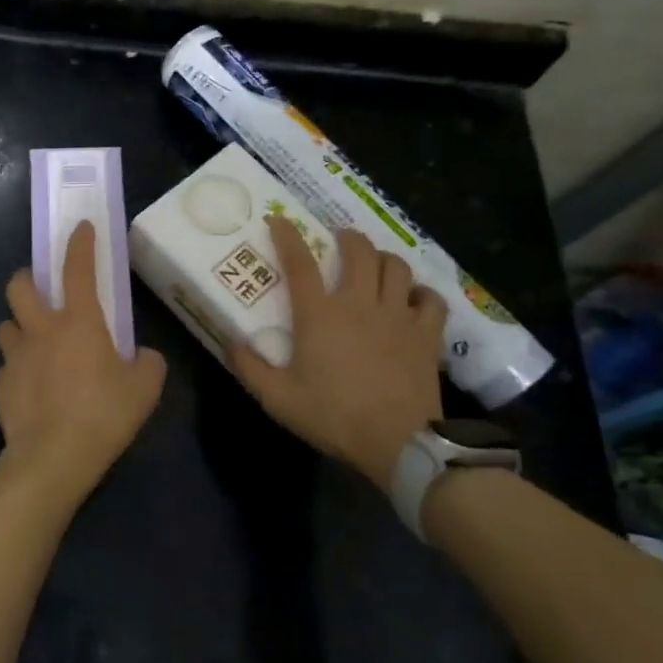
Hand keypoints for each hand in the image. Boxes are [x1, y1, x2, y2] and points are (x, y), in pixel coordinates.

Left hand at [0, 221, 166, 511]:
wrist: (51, 459)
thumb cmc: (103, 416)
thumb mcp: (144, 389)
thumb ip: (148, 363)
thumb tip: (142, 357)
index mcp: (78, 321)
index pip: (77, 267)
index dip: (80, 242)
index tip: (80, 227)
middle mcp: (40, 329)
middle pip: (19, 285)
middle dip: (28, 279)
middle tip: (43, 293)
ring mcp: (14, 356)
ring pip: (6, 324)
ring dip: (20, 326)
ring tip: (36, 344)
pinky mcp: (0, 384)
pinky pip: (6, 365)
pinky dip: (18, 368)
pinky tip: (32, 387)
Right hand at [232, 216, 445, 489]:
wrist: (398, 443)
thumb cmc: (333, 416)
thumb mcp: (277, 399)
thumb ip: (250, 367)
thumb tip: (232, 342)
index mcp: (319, 314)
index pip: (299, 262)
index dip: (287, 235)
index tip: (279, 219)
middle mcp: (359, 303)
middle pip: (359, 251)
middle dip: (347, 237)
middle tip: (339, 240)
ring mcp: (397, 316)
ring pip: (396, 266)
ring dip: (383, 258)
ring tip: (375, 264)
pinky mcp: (426, 334)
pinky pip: (430, 299)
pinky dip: (421, 293)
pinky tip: (413, 299)